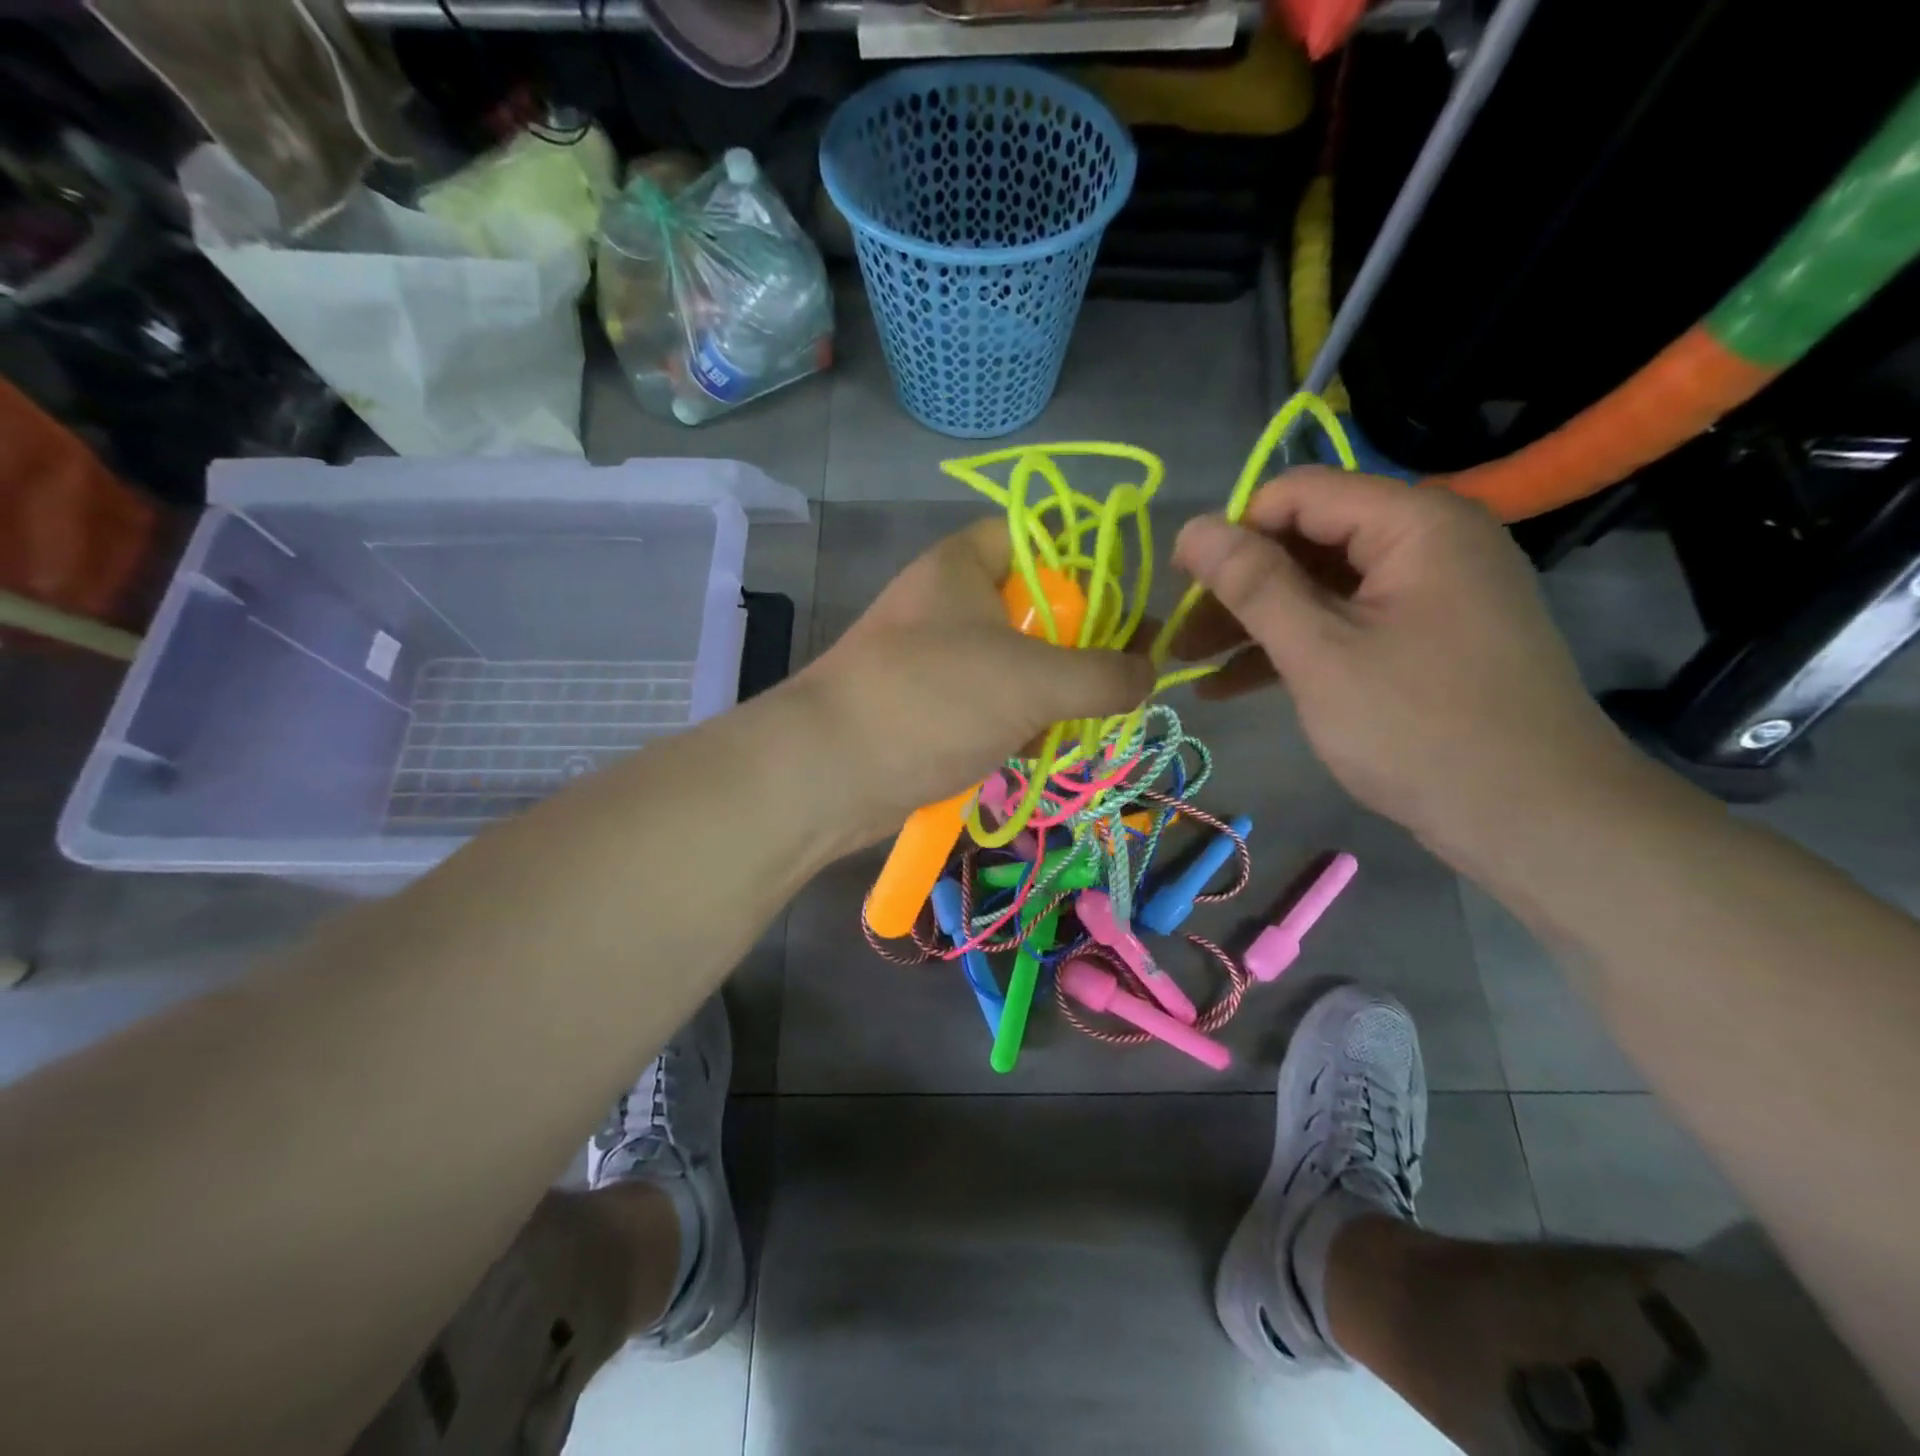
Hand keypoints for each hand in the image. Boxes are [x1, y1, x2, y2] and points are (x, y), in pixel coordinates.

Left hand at [796, 519, 1153, 847]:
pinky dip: (1013, 723)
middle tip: (1110, 682)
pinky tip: (1033, 750)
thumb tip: (1149, 673)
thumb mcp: (1035, 680)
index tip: (1119, 609)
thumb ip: (1104, 674)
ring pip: (1010, 663)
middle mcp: (944, 604)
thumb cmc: (935, 700)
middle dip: (1073, 647)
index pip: (1033, 538)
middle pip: (1029, 609)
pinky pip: (984, 704)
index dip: (1081, 565)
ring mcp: (930, 659)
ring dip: (1047, 695)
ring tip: (1078, 725)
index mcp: (962, 567)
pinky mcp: (923, 708)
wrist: (830, 772)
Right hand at [1171, 468, 1637, 857]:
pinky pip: (1345, 625)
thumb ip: (1252, 584)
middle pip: (1307, 541)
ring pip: (1320, 589)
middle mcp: (1428, 542)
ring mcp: (1430, 594)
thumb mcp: (1320, 652)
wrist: (1535, 819)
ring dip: (1254, 623)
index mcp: (1415, 523)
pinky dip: (1291, 649)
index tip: (1179, 582)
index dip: (1231, 532)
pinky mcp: (1426, 639)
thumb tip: (1191, 528)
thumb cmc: (1419, 728)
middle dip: (1237, 587)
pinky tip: (1230, 685)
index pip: (1299, 494)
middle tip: (1179, 634)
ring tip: (1190, 664)